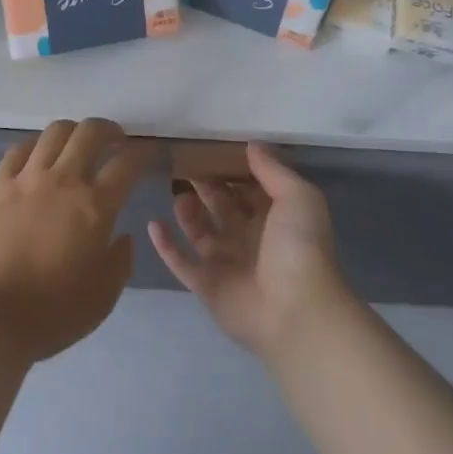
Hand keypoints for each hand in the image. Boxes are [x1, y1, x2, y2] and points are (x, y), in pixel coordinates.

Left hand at [0, 119, 142, 364]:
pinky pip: (19, 149)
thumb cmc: (51, 314)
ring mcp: (27, 179)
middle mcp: (63, 181)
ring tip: (78, 143)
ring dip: (74, 131)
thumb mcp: (103, 297)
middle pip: (90, 133)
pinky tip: (39, 154)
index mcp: (95, 207)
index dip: (143, 153)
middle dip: (109, 130)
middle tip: (115, 140)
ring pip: (55, 132)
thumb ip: (120, 261)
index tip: (149, 152)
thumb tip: (122, 235)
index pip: (127, 164)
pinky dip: (36, 145)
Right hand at [149, 142, 347, 357]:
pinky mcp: (206, 285)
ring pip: (200, 232)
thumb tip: (251, 144)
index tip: (211, 148)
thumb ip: (272, 170)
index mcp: (273, 218)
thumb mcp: (298, 197)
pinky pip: (181, 262)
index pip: (248, 187)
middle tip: (185, 163)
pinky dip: (166, 245)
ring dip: (187, 212)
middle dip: (206, 185)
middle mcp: (249, 238)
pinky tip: (153, 224)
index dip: (233, 169)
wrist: (295, 310)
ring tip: (177, 191)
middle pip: (221, 206)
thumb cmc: (299, 246)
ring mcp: (226, 263)